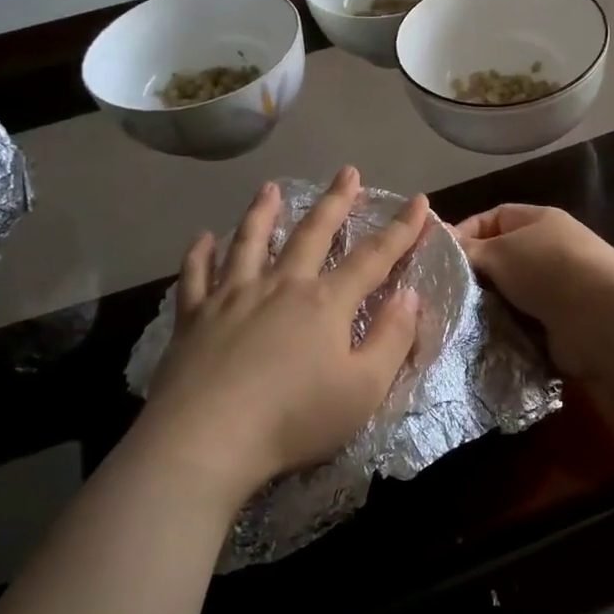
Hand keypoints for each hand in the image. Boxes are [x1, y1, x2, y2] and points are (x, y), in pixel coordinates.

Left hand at [144, 167, 428, 502]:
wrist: (205, 441)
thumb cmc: (295, 419)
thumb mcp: (364, 389)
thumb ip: (392, 338)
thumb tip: (410, 294)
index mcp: (327, 302)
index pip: (374, 256)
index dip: (401, 229)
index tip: (418, 201)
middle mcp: (282, 285)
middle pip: (313, 233)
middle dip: (336, 201)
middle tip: (348, 172)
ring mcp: (233, 297)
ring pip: (250, 242)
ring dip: (264, 212)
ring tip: (271, 188)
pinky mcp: (194, 317)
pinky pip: (196, 275)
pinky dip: (200, 253)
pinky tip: (203, 238)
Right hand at [452, 204, 613, 377]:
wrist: (601, 317)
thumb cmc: (548, 269)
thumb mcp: (500, 251)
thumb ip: (470, 249)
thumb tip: (444, 246)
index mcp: (539, 220)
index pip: (494, 217)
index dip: (465, 232)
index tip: (438, 256)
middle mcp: (549, 250)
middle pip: (501, 258)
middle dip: (475, 274)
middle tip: (442, 292)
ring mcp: (556, 288)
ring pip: (508, 294)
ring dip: (488, 306)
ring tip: (457, 317)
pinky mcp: (558, 323)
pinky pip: (521, 323)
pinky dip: (504, 329)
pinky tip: (480, 338)